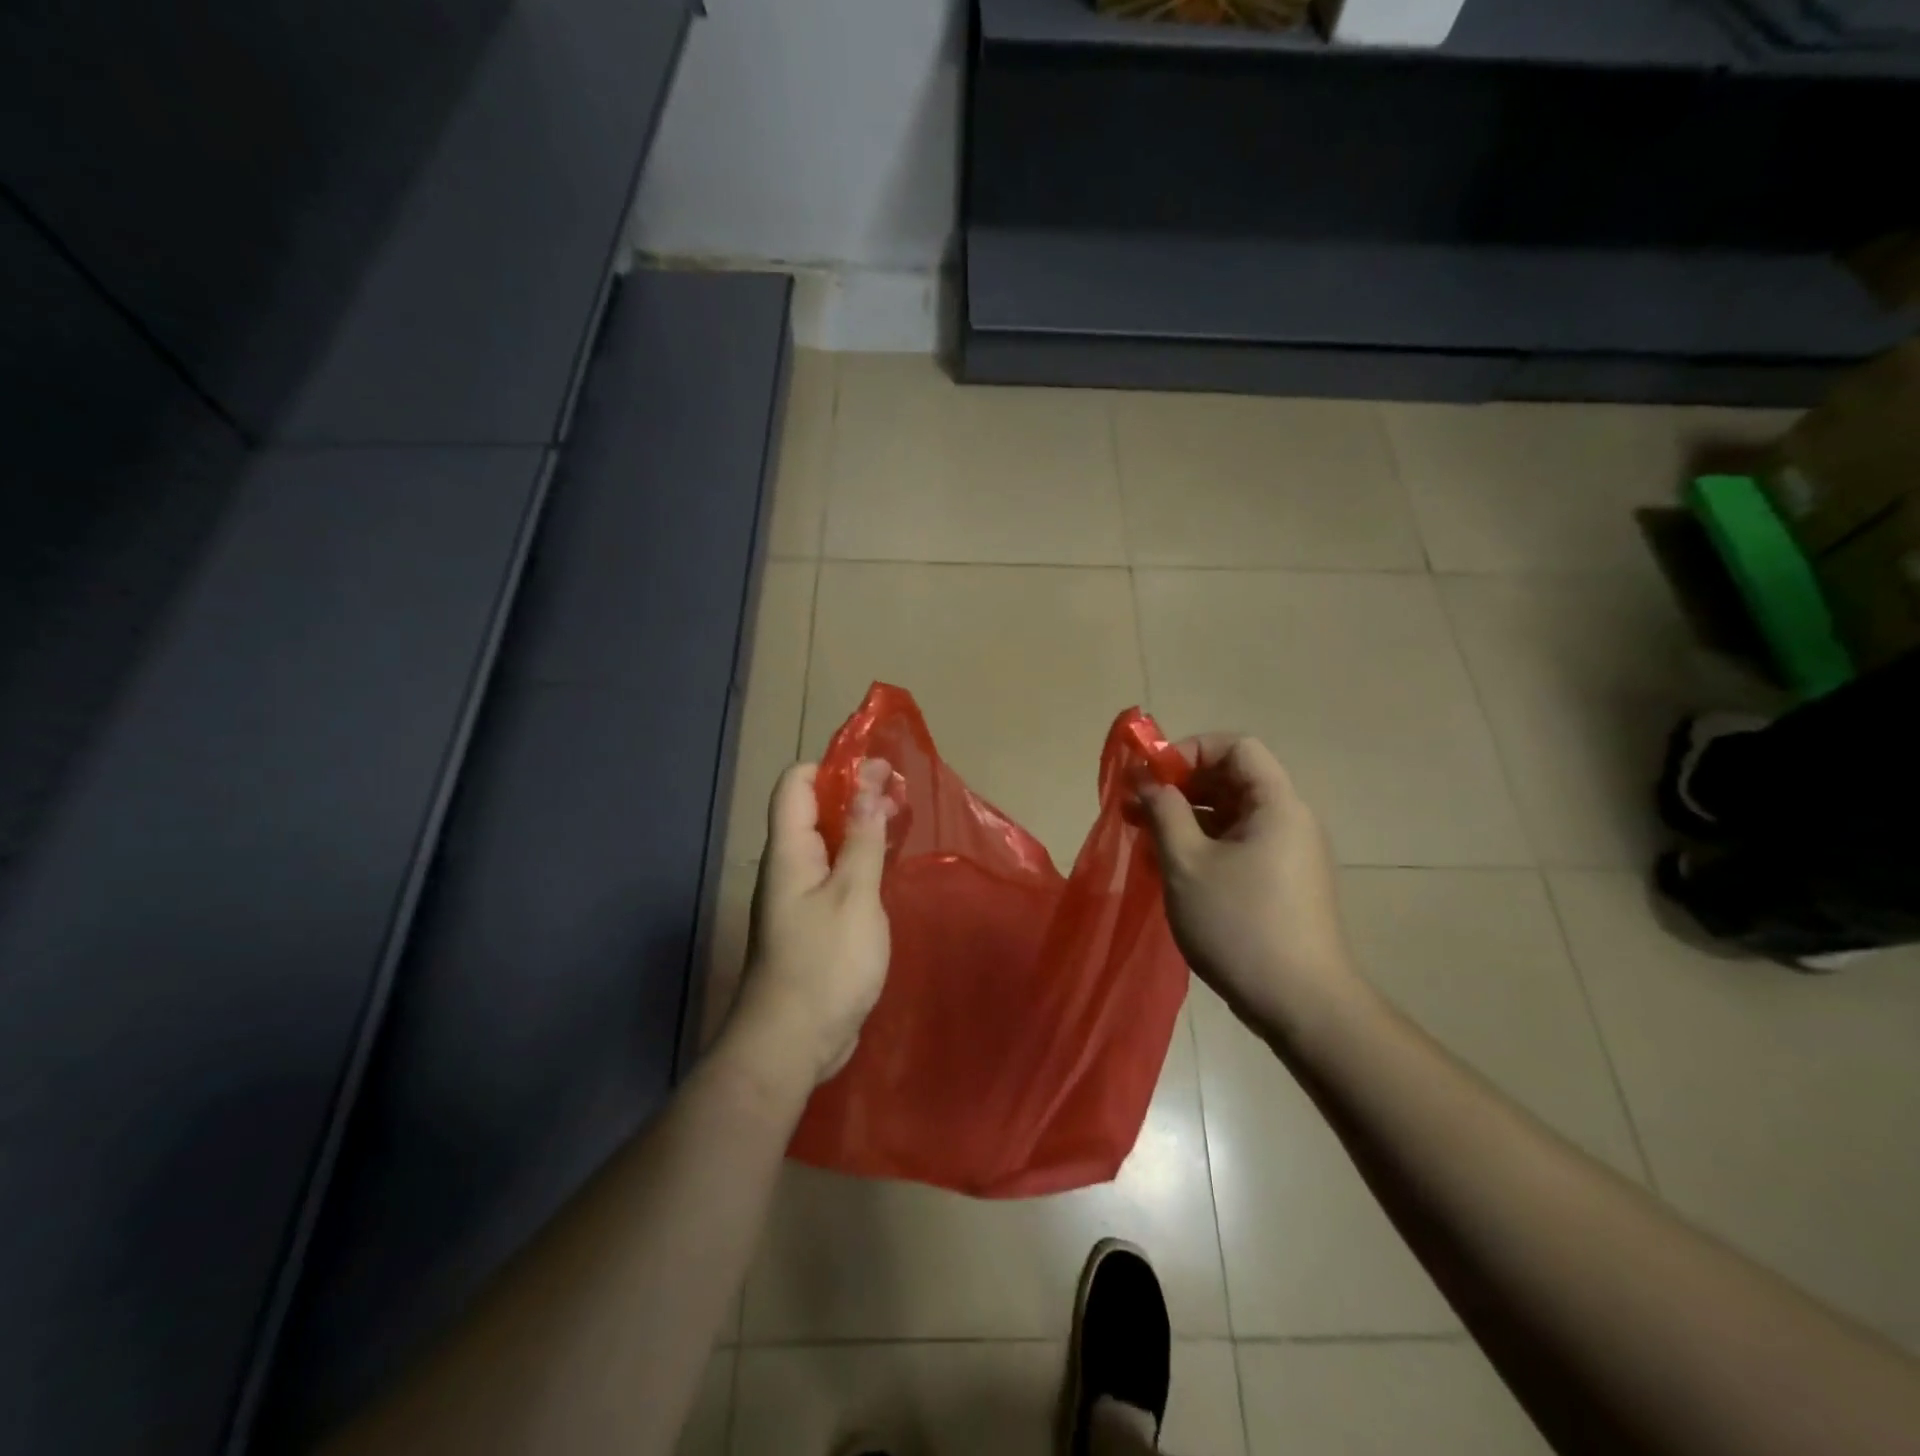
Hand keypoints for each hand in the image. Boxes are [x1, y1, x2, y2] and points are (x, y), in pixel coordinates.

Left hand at [729, 759, 893, 1089]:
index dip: (832, 767)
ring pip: (828, 843)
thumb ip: (861, 839)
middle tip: (900, 790)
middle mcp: (789, 867)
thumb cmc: (825, 963)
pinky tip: (888, 864)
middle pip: (814, 810)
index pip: (796, 784)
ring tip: (901, 817)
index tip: (876, 768)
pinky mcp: (814, 922)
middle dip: (854, 793)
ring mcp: (800, 896)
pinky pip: (836, 874)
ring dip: (860, 825)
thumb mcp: (853, 895)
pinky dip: (860, 859)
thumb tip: (867, 785)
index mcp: (790, 851)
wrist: (793, 1042)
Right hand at [1137, 735, 1357, 1036]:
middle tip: (1135, 807)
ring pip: (1231, 815)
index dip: (1190, 751)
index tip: (1152, 777)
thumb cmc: (1240, 925)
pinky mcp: (1281, 882)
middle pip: (1232, 779)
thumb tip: (1147, 779)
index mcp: (1276, 805)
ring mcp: (1287, 853)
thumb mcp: (1187, 863)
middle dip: (1179, 787)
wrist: (1302, 1004)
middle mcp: (1289, 820)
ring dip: (1185, 818)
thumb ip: (1164, 812)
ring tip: (1141, 837)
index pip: (1236, 747)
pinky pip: (1238, 844)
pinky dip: (1202, 844)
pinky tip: (1168, 866)